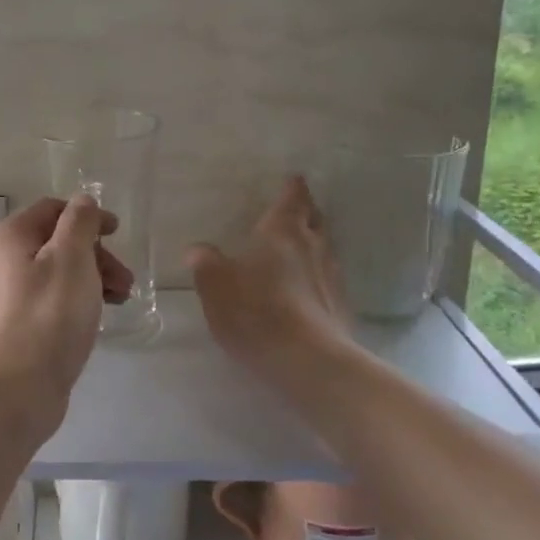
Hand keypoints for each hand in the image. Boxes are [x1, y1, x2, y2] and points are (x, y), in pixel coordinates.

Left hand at [0, 195, 133, 425]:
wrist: (17, 389)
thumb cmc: (48, 316)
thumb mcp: (71, 258)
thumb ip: (80, 222)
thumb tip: (82, 201)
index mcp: (11, 236)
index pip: (53, 209)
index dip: (88, 216)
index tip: (118, 233)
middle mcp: (4, 259)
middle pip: (58, 241)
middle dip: (97, 254)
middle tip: (125, 279)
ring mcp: (10, 294)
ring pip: (60, 272)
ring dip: (94, 278)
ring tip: (122, 299)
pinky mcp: (20, 324)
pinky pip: (55, 299)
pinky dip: (80, 300)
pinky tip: (100, 316)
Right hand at [186, 176, 353, 391]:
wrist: (307, 361)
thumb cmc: (256, 312)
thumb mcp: (215, 287)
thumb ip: (206, 265)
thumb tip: (198, 250)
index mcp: (282, 232)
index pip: (292, 199)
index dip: (292, 188)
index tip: (294, 179)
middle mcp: (313, 246)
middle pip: (314, 219)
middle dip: (306, 211)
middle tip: (297, 208)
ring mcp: (332, 277)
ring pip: (325, 249)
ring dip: (314, 243)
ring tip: (300, 247)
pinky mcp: (340, 307)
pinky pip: (328, 280)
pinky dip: (317, 276)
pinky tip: (306, 289)